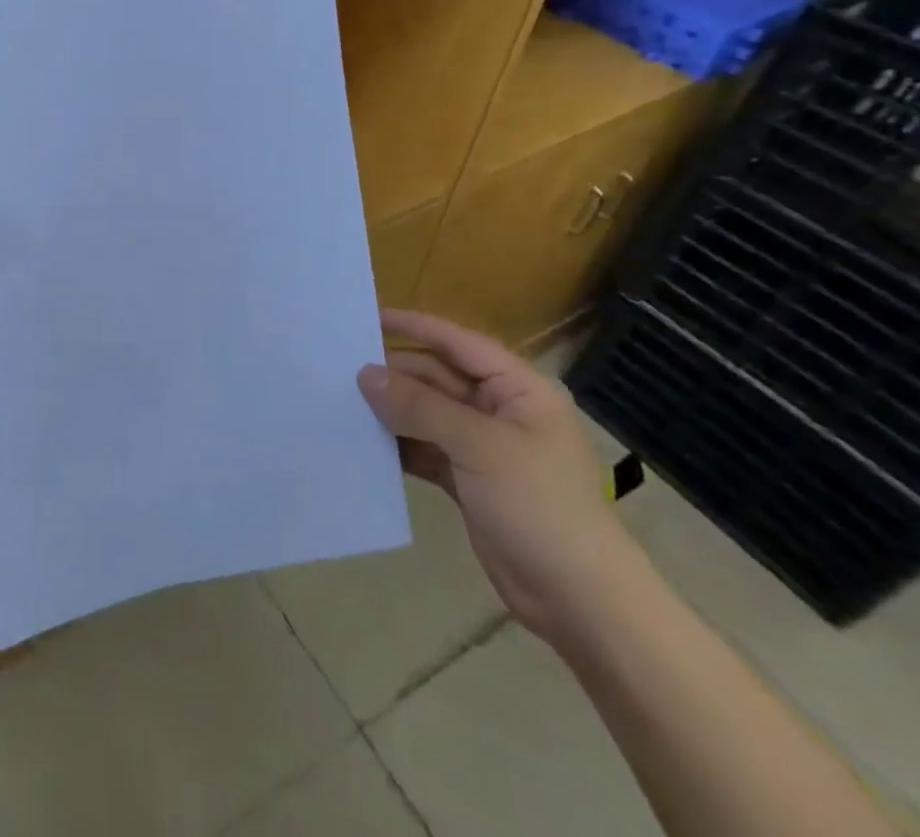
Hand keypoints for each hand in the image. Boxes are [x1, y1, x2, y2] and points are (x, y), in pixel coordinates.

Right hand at [359, 309, 646, 645]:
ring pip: (426, 413)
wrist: (581, 602)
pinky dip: (397, 444)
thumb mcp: (479, 447)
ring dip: (390, 409)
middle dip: (394, 373)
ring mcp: (483, 447)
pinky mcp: (468, 480)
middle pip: (437, 377)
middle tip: (338, 367)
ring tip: (340, 399)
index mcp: (519, 390)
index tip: (365, 317)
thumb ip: (420, 406)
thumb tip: (365, 373)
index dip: (413, 326)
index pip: (458, 343)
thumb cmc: (540, 507)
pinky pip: (424, 448)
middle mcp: (500, 411)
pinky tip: (361, 440)